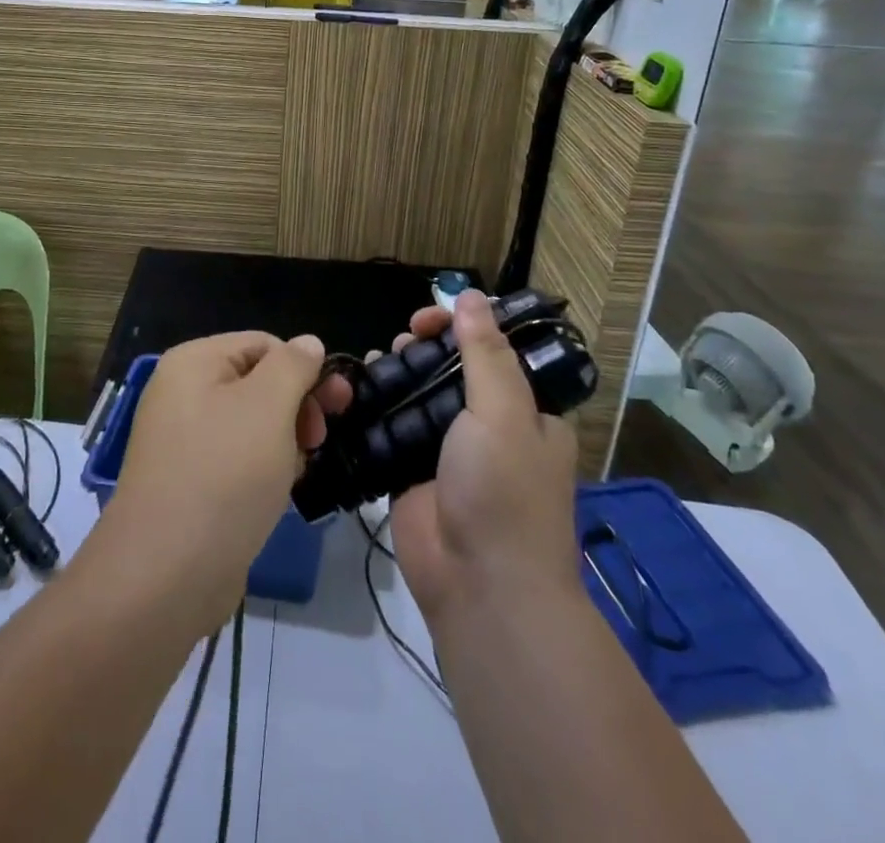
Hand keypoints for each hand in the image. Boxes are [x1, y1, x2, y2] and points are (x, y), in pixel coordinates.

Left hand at [99, 331, 346, 634]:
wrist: (165, 574)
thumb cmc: (223, 475)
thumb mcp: (268, 407)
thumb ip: (294, 366)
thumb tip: (308, 342)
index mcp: (194, 362)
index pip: (264, 344)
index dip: (303, 369)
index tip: (336, 407)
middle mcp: (183, 393)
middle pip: (257, 382)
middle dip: (296, 407)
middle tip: (320, 440)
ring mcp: (182, 440)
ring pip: (251, 424)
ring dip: (283, 441)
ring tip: (296, 471)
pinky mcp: (189, 482)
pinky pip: (236, 459)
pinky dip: (262, 469)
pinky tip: (277, 493)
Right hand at [385, 293, 584, 622]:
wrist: (480, 587)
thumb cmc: (504, 492)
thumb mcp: (503, 413)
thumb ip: (485, 354)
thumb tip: (471, 296)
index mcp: (526, 413)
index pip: (495, 351)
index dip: (463, 326)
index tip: (431, 316)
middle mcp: (489, 428)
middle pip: (452, 369)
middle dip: (425, 347)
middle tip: (401, 339)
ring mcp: (448, 452)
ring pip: (419, 396)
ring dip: (398, 372)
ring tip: (376, 361)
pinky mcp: (411, 473)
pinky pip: (392, 428)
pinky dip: (376, 406)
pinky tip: (357, 390)